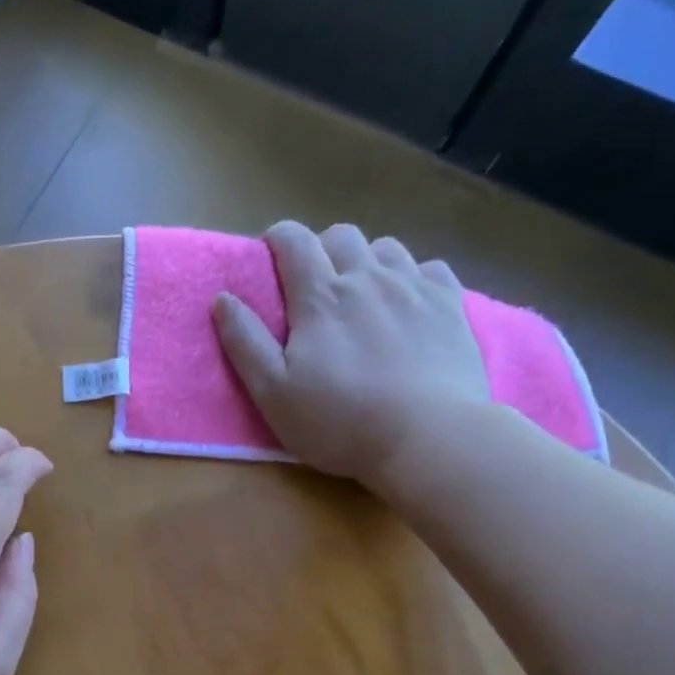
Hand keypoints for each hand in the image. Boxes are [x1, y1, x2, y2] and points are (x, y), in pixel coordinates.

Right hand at [213, 221, 489, 492]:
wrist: (429, 439)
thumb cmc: (340, 422)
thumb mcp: (273, 392)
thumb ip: (245, 342)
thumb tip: (222, 299)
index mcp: (320, 297)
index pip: (294, 241)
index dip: (277, 239)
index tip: (270, 256)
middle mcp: (368, 278)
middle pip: (342, 235)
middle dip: (321, 249)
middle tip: (315, 286)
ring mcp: (415, 288)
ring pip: (387, 248)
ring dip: (367, 261)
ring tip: (363, 295)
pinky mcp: (451, 306)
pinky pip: (431, 268)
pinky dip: (413, 277)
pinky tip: (408, 304)